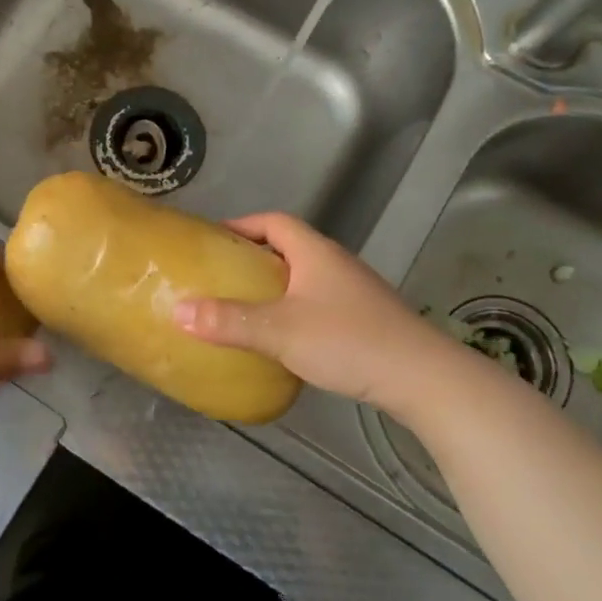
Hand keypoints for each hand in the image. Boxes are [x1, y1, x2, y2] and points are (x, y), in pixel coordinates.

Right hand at [171, 213, 464, 414]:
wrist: (423, 378)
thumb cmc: (348, 341)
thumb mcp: (279, 331)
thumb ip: (228, 321)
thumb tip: (178, 311)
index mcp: (315, 252)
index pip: (273, 221)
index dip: (241, 225)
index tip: (211, 240)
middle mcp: (335, 264)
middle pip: (287, 248)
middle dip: (251, 258)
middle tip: (218, 277)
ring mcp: (353, 292)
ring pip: (302, 278)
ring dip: (272, 287)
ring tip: (241, 307)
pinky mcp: (364, 320)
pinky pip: (316, 303)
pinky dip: (292, 310)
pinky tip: (280, 338)